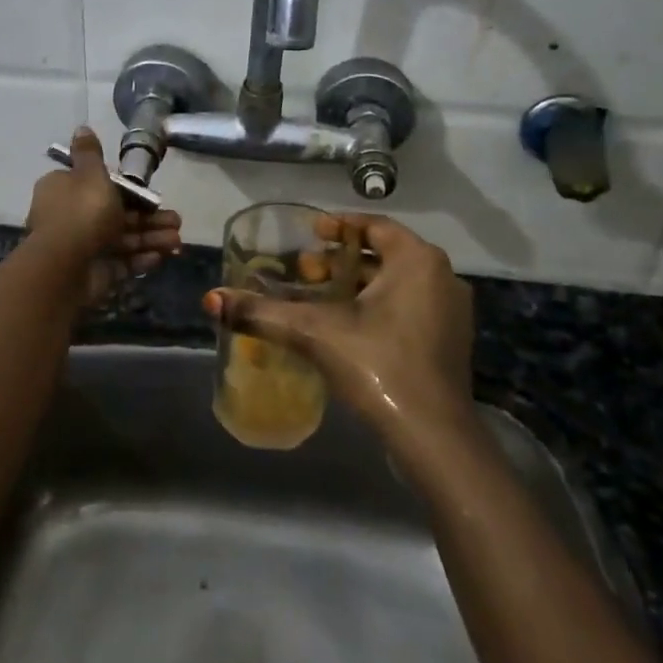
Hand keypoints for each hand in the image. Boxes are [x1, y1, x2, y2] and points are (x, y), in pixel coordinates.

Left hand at [26, 127, 182, 303]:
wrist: (66, 267)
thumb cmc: (82, 213)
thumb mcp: (90, 174)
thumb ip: (90, 153)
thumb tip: (81, 128)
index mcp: (65, 189)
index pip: (98, 184)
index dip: (126, 188)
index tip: (149, 191)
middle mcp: (72, 216)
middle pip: (116, 213)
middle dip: (149, 217)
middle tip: (177, 220)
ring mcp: (83, 246)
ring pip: (123, 238)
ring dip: (152, 238)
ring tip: (177, 240)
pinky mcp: (94, 271)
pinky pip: (122, 262)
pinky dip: (141, 258)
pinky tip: (162, 256)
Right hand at [204, 213, 474, 443]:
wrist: (433, 436)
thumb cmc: (377, 364)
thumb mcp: (314, 332)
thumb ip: (262, 313)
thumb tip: (211, 300)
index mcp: (417, 260)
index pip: (374, 226)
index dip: (338, 227)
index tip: (309, 236)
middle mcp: (441, 276)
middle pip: (383, 255)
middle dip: (340, 262)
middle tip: (305, 272)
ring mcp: (452, 312)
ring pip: (397, 284)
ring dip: (357, 286)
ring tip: (319, 300)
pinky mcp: (451, 342)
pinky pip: (410, 308)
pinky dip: (378, 308)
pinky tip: (347, 328)